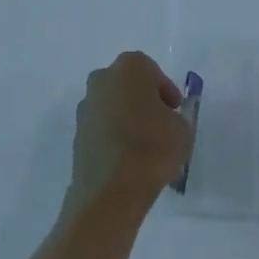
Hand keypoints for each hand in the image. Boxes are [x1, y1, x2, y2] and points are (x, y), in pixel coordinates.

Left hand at [65, 51, 192, 214]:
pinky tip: (128, 163)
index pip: (154, 73)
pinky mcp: (77, 134)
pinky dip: (114, 139)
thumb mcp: (182, 130)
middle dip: (145, 104)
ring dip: (128, 122)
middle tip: (161, 128)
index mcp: (130, 66)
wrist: (110, 191)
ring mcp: (86, 106)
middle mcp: (103, 78)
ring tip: (145, 151)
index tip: (175, 114)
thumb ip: (178, 119)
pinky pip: (102, 130)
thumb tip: (168, 122)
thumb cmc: (151, 148)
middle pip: (130, 87)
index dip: (167, 94)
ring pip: (114, 108)